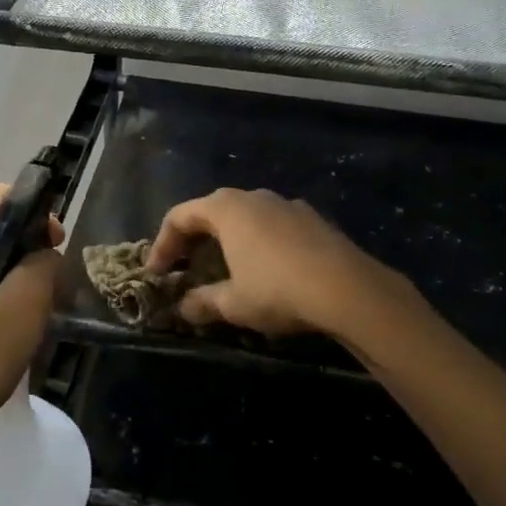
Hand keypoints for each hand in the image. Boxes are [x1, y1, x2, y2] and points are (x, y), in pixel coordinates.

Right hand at [146, 188, 412, 338]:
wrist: (350, 289)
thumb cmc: (279, 290)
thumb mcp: (234, 304)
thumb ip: (203, 302)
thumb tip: (183, 308)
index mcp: (226, 208)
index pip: (179, 216)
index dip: (162, 245)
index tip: (155, 273)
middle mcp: (254, 197)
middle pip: (211, 211)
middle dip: (193, 241)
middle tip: (184, 270)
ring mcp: (286, 205)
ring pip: (244, 217)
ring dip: (226, 241)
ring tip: (224, 271)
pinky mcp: (312, 219)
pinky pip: (272, 226)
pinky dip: (256, 243)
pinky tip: (265, 271)